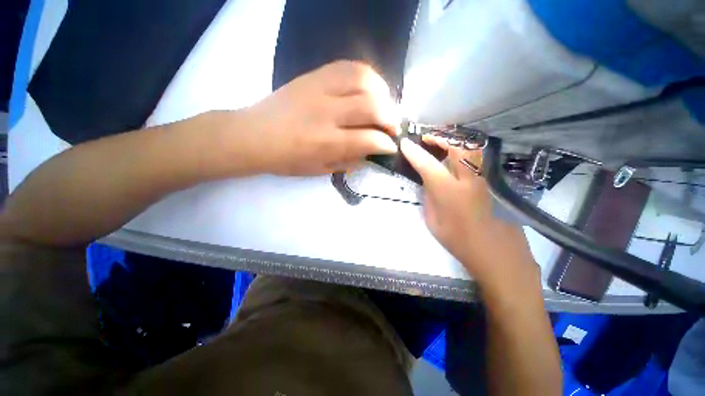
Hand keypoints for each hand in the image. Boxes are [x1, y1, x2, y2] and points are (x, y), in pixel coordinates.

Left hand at [240, 61, 399, 175]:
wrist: (253, 134)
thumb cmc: (286, 159)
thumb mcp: (318, 169)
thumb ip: (347, 161)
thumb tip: (370, 153)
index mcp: (325, 142)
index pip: (368, 139)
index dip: (385, 144)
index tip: (391, 146)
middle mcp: (326, 112)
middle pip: (371, 106)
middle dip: (390, 118)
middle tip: (392, 127)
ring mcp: (319, 88)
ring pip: (363, 79)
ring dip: (382, 93)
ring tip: (384, 105)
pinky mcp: (313, 75)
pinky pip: (348, 66)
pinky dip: (366, 76)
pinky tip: (370, 88)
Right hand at [400, 136, 538, 289]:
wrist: (496, 254)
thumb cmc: (459, 241)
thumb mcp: (433, 221)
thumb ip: (430, 197)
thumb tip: (428, 181)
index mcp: (449, 193)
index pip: (427, 165)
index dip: (414, 152)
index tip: (405, 143)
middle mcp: (468, 181)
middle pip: (456, 147)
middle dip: (439, 138)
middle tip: (427, 138)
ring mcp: (485, 180)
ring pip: (471, 149)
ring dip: (454, 142)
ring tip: (442, 144)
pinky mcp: (493, 183)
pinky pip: (477, 159)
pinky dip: (464, 152)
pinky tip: (457, 158)